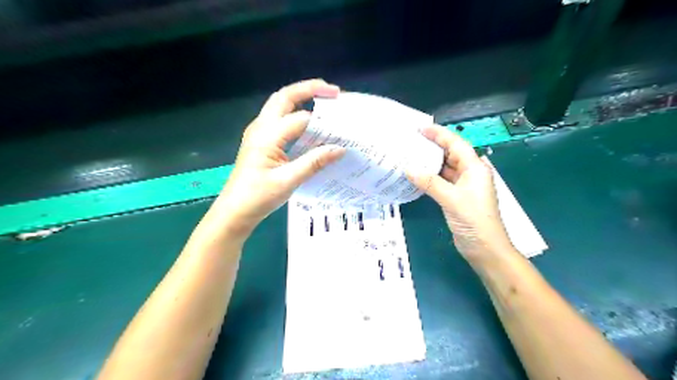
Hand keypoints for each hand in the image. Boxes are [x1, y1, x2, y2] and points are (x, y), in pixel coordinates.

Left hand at [213, 79, 345, 236]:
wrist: (234, 211)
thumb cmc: (258, 197)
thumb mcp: (289, 181)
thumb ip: (314, 162)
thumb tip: (340, 148)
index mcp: (267, 135)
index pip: (301, 119)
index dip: (323, 122)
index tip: (344, 126)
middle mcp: (261, 127)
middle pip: (285, 96)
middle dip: (310, 89)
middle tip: (335, 93)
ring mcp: (259, 132)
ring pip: (281, 104)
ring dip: (302, 98)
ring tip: (325, 102)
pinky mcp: (261, 140)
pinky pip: (280, 118)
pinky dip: (296, 113)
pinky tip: (309, 124)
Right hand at [407, 126, 513, 262]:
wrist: (485, 248)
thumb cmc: (473, 220)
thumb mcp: (451, 199)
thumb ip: (430, 182)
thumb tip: (408, 169)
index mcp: (475, 168)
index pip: (456, 144)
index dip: (439, 134)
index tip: (420, 128)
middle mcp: (470, 173)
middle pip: (450, 153)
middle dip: (432, 146)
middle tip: (411, 141)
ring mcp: (463, 186)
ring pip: (445, 168)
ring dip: (430, 162)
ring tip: (410, 155)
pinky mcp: (457, 197)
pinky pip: (442, 181)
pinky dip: (430, 177)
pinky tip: (417, 175)